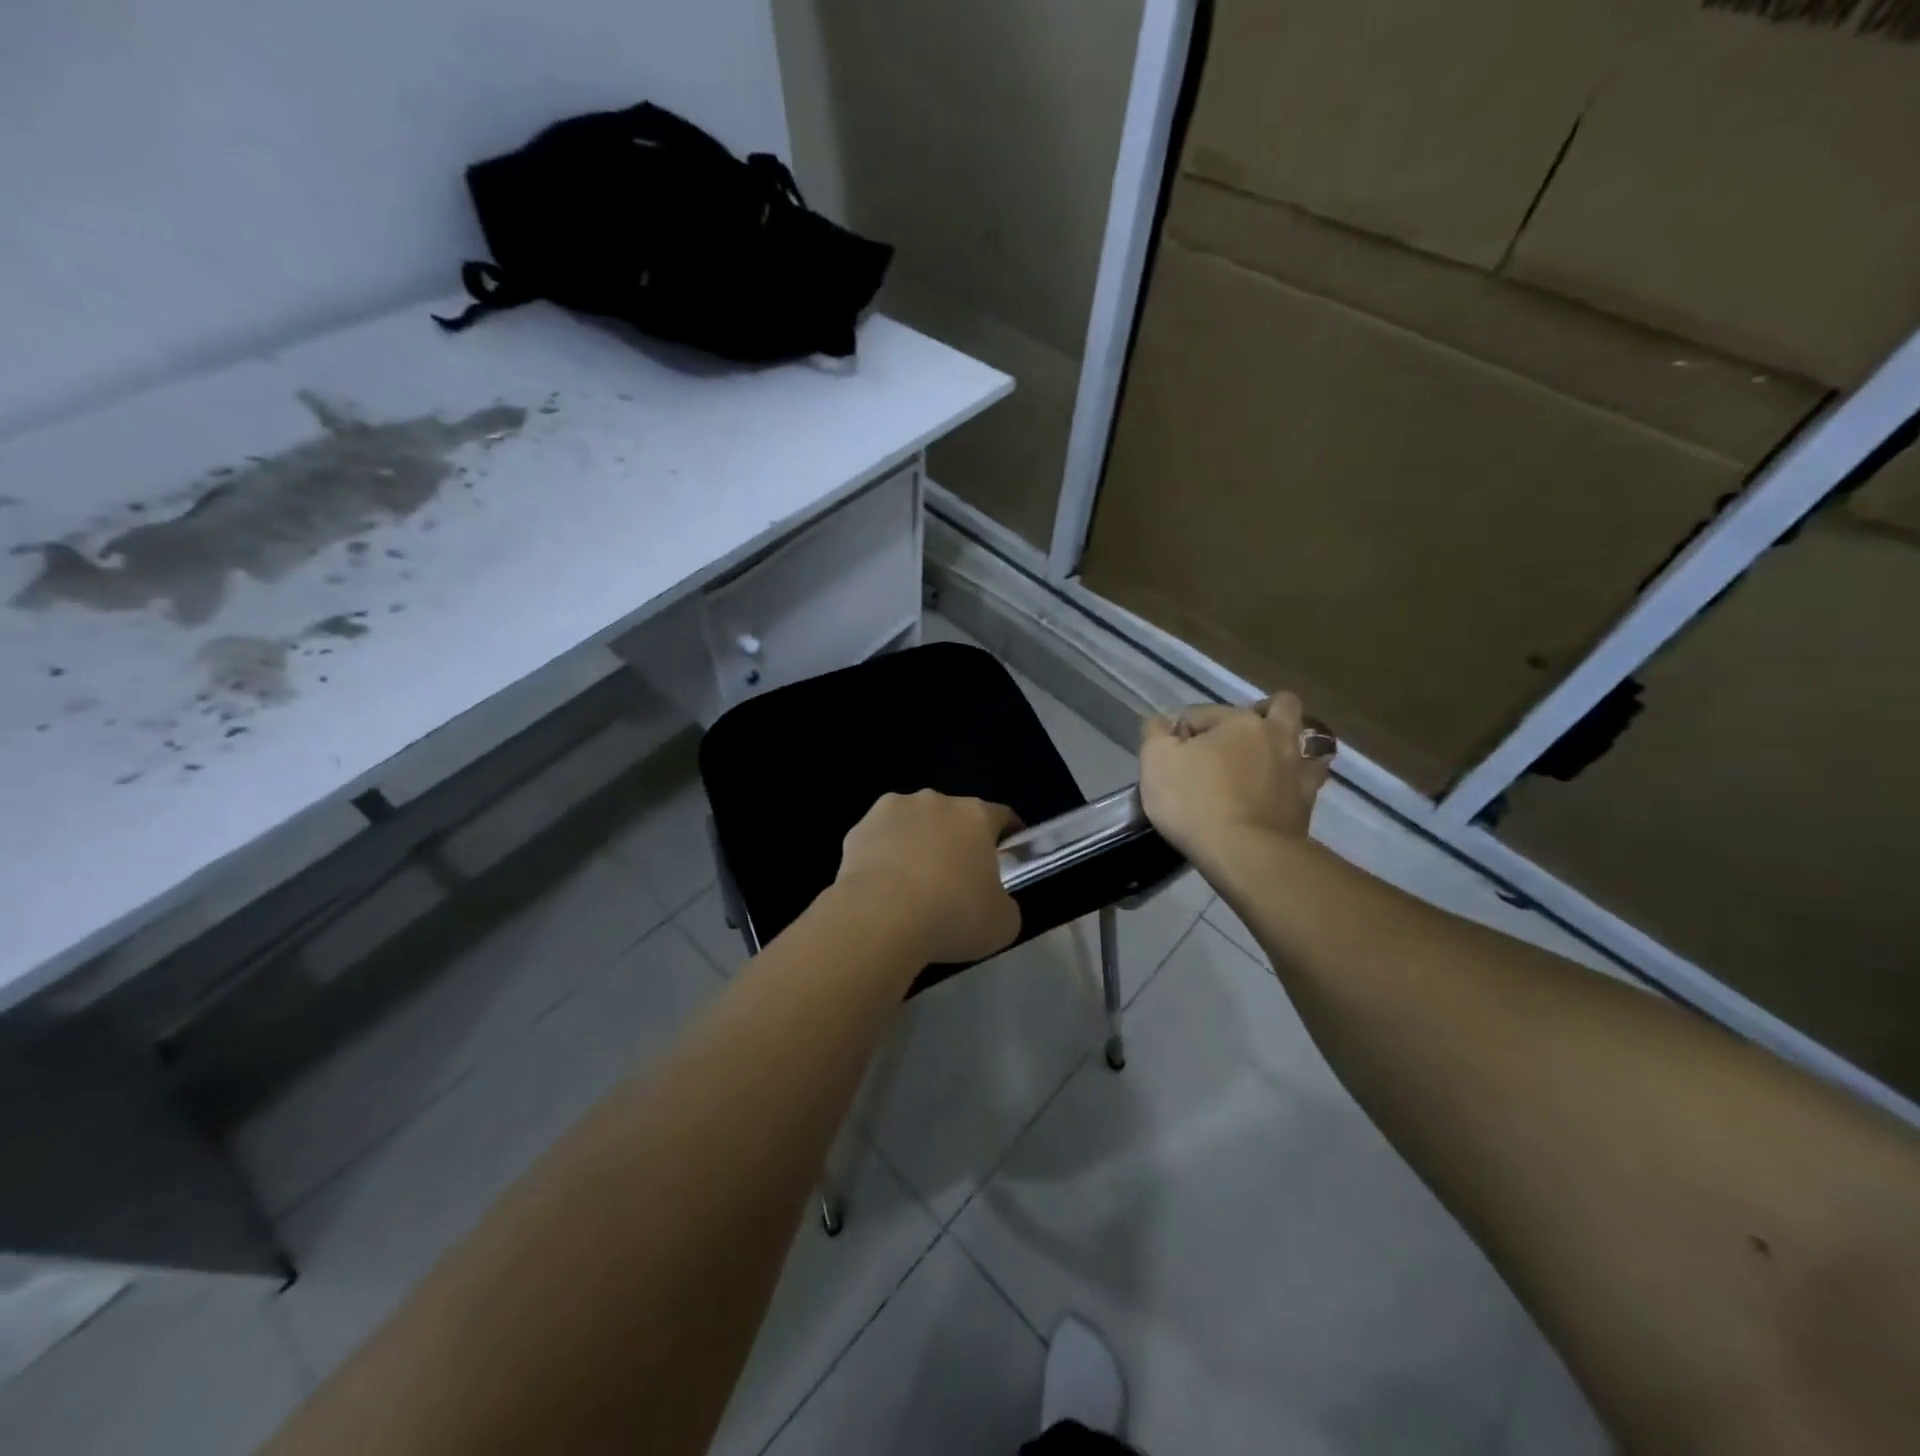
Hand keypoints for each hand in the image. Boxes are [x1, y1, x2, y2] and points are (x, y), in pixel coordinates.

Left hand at [835, 791, 1022, 963]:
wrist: (880, 918)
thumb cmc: (952, 915)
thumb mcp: (1002, 923)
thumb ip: (1005, 904)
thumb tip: (994, 902)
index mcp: (975, 815)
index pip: (1002, 817)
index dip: (1009, 836)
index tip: (1009, 857)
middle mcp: (935, 801)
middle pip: (954, 817)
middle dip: (957, 842)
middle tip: (958, 880)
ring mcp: (892, 810)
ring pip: (913, 824)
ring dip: (917, 845)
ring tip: (913, 887)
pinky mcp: (858, 829)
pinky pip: (879, 841)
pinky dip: (883, 859)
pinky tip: (883, 890)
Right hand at [1139, 693, 1332, 862]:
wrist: (1244, 854)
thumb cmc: (1195, 802)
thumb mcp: (1156, 762)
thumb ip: (1155, 734)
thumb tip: (1162, 724)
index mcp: (1238, 720)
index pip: (1200, 713)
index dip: (1180, 735)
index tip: (1171, 762)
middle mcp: (1275, 735)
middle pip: (1278, 706)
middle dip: (1258, 714)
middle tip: (1233, 741)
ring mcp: (1298, 767)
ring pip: (1306, 739)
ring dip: (1288, 742)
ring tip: (1265, 759)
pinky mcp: (1308, 801)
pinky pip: (1310, 777)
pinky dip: (1298, 776)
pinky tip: (1282, 787)